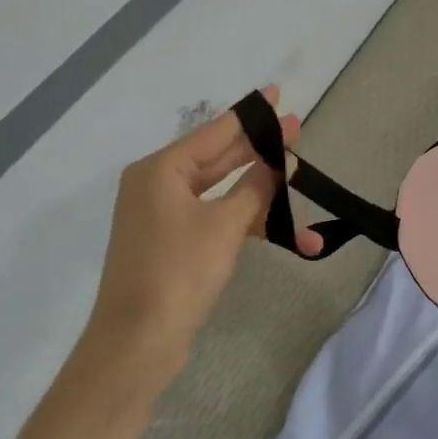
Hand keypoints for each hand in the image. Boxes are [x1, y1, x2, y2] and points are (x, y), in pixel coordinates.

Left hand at [85, 86, 323, 394]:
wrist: (137, 344)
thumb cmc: (178, 272)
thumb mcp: (224, 225)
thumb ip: (255, 188)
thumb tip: (277, 162)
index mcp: (161, 169)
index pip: (215, 131)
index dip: (250, 115)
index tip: (276, 94)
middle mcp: (158, 185)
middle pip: (219, 158)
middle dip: (260, 151)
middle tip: (297, 131)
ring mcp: (164, 216)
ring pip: (221, 193)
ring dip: (261, 199)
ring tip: (300, 186)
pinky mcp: (173, 245)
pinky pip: (215, 220)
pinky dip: (245, 225)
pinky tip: (284, 234)